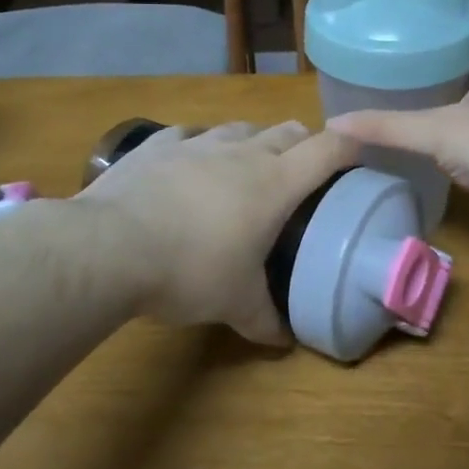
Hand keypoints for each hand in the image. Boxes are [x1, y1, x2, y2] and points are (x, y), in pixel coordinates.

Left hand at [76, 121, 356, 344]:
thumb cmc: (189, 272)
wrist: (111, 248)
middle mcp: (242, 153)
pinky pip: (190, 133)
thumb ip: (265, 320)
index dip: (349, 147)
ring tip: (248, 165)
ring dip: (253, 141)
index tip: (357, 156)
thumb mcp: (235, 304)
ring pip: (240, 127)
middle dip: (303, 144)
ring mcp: (197, 143)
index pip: (327, 150)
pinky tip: (192, 161)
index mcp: (274, 184)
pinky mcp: (158, 145)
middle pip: (287, 131)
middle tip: (302, 171)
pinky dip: (201, 144)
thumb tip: (284, 341)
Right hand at [327, 49, 468, 266]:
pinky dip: (461, 158)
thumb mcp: (437, 131)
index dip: (446, 41)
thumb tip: (332, 124)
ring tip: (408, 121)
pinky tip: (438, 165)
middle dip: (440, 83)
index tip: (411, 42)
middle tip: (396, 84)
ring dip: (451, 122)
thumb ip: (387, 128)